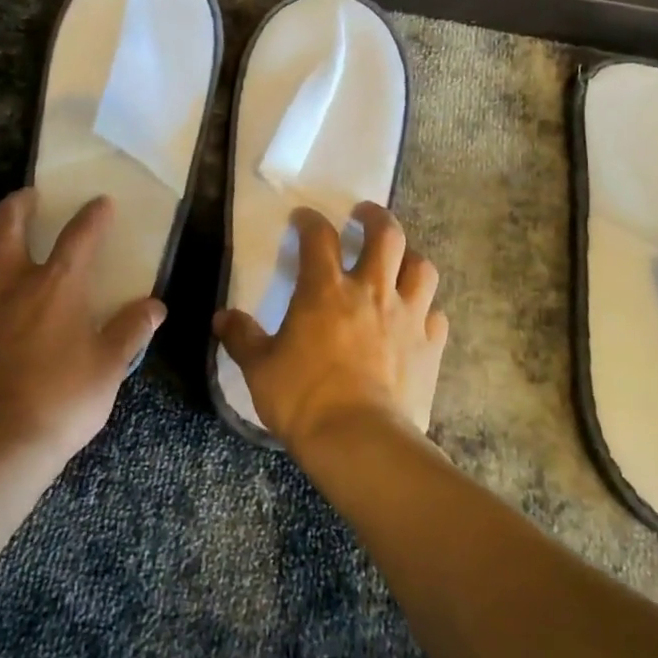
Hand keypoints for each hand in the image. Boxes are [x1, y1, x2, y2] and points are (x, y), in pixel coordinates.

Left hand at [0, 188, 164, 470]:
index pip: (79, 236)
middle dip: (17, 203)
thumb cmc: (61, 402)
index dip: (93, 215)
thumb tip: (156, 307)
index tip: (101, 202)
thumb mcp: (109, 368)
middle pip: (5, 225)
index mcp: (57, 287)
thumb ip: (132, 331)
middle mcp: (11, 284)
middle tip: (29, 197)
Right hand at [213, 203, 447, 453]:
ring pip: (421, 267)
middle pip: (386, 235)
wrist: (360, 441)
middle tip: (363, 216)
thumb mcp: (260, 368)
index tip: (303, 219)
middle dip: (375, 217)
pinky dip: (427, 308)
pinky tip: (418, 316)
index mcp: (326, 290)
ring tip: (398, 261)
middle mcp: (371, 291)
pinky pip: (436, 315)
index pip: (319, 236)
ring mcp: (407, 317)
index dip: (310, 220)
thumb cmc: (303, 398)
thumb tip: (220, 318)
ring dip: (409, 257)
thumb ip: (242, 338)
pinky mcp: (430, 347)